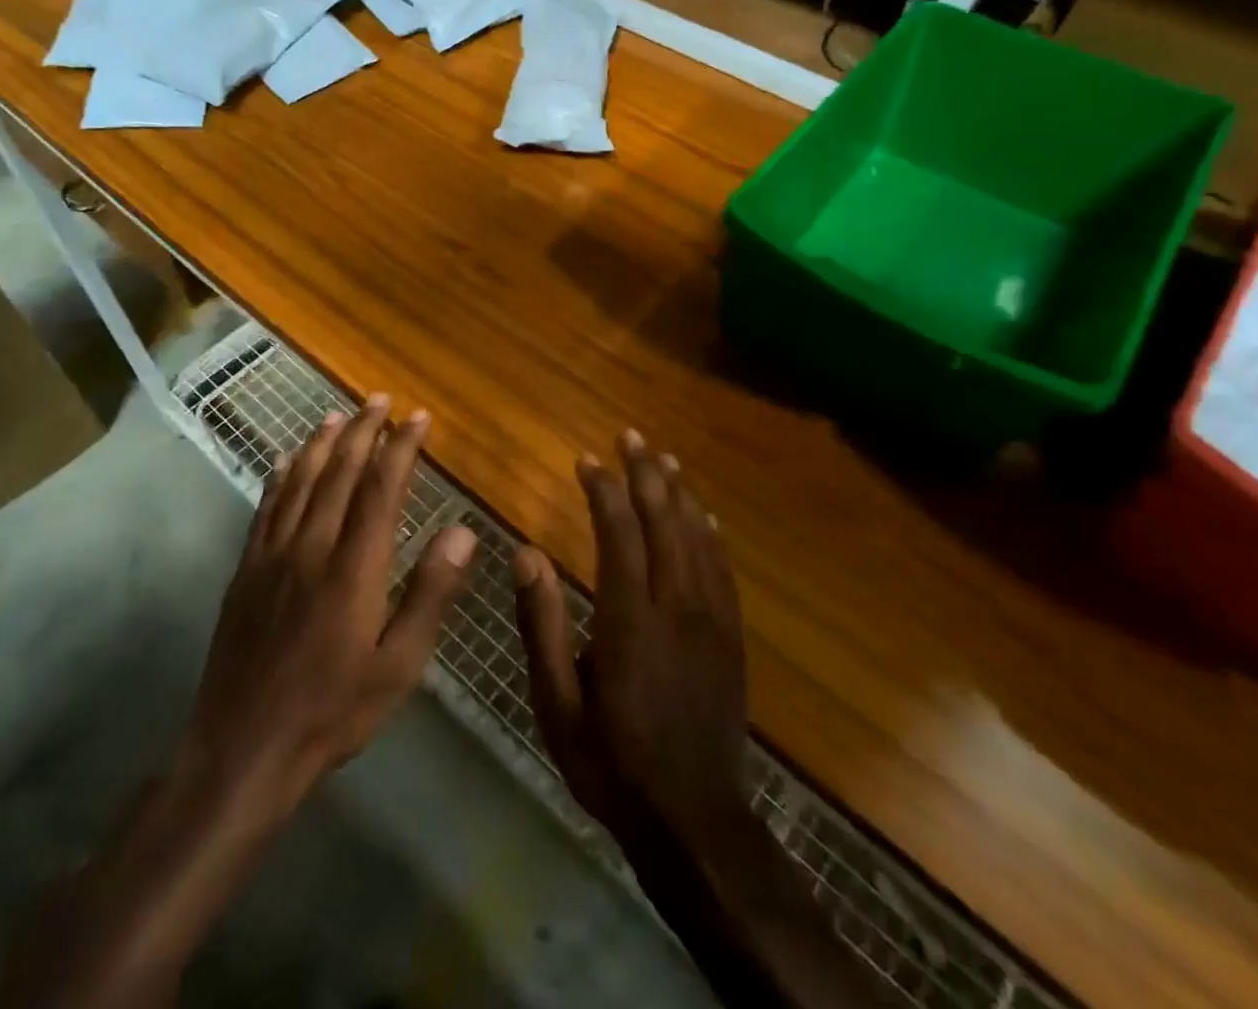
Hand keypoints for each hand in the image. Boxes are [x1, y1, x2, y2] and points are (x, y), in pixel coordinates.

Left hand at [175, 396, 477, 824]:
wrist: (243, 748)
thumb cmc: (334, 711)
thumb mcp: (399, 665)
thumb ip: (431, 593)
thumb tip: (463, 530)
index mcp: (354, 567)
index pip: (381, 488)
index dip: (401, 447)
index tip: (419, 418)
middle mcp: (311, 546)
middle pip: (338, 472)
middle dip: (363, 431)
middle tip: (380, 399)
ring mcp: (272, 555)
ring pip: (300, 481)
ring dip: (321, 443)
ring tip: (338, 414)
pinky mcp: (246, 570)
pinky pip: (266, 507)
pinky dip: (281, 475)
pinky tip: (287, 460)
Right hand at [513, 429, 750, 867]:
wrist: (694, 821)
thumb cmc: (613, 762)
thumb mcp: (558, 704)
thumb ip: (541, 625)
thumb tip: (525, 553)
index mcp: (630, 619)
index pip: (619, 533)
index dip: (603, 490)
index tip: (587, 460)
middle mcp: (677, 606)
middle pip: (664, 521)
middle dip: (646, 474)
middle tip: (631, 437)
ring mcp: (712, 620)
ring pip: (698, 537)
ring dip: (679, 493)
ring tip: (664, 459)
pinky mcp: (731, 637)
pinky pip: (722, 569)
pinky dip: (710, 533)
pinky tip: (704, 515)